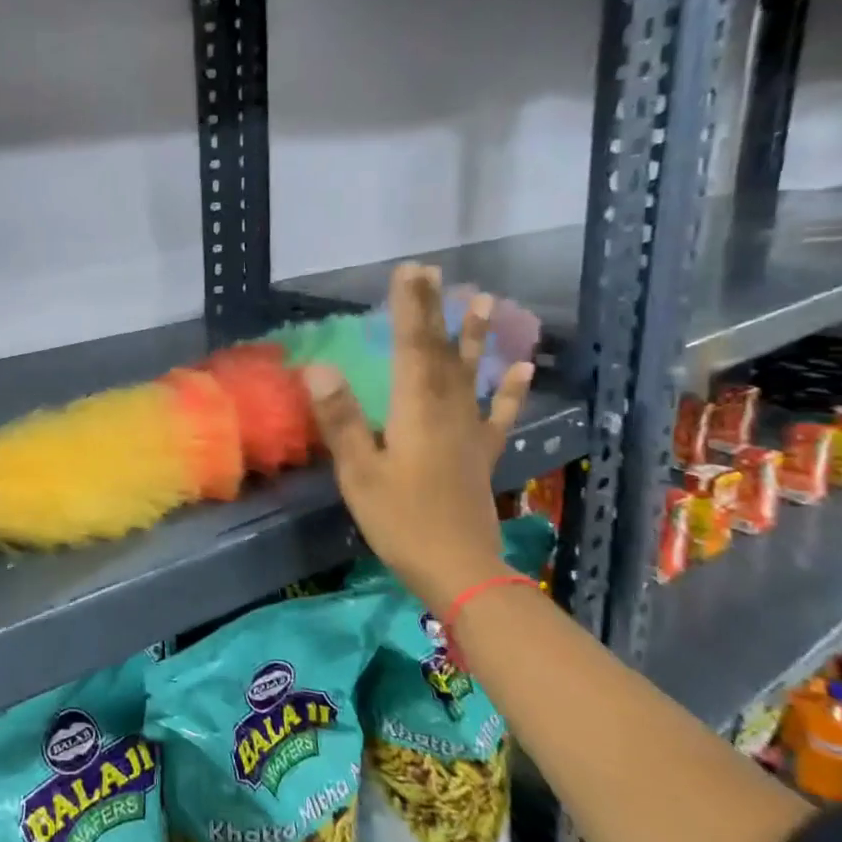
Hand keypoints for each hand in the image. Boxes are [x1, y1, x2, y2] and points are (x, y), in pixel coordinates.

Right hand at [304, 264, 532, 617]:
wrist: (460, 570)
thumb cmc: (401, 522)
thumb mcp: (359, 473)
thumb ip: (342, 419)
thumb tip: (319, 367)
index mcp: (415, 411)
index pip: (411, 347)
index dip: (409, 307)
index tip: (409, 271)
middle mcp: (447, 411)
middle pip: (439, 352)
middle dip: (434, 310)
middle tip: (433, 272)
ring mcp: (469, 432)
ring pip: (470, 374)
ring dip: (475, 337)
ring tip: (485, 301)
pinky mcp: (480, 454)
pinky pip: (497, 415)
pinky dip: (509, 391)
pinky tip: (522, 369)